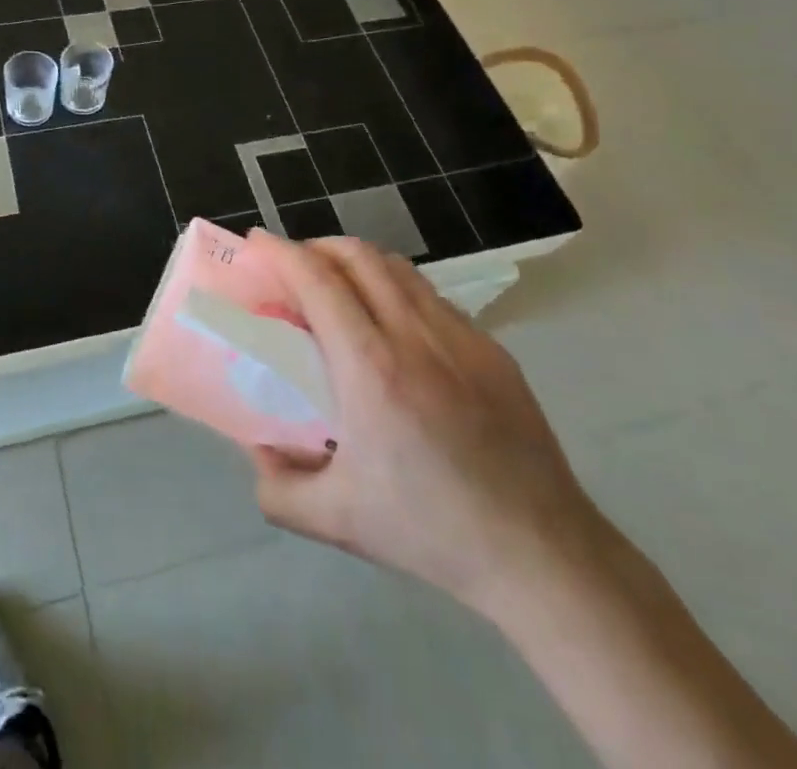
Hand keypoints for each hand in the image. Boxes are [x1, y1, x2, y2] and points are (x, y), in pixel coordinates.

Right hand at [245, 234, 604, 619]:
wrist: (540, 554)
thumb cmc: (430, 532)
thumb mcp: (336, 520)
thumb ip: (277, 488)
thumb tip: (257, 448)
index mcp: (371, 368)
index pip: (318, 281)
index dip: (281, 252)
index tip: (256, 243)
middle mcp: (415, 336)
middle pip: (358, 256)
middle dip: (316, 246)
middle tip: (293, 267)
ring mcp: (460, 337)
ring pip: (398, 268)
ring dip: (357, 262)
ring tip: (339, 288)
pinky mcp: (492, 349)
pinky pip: (431, 297)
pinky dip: (397, 290)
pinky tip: (393, 328)